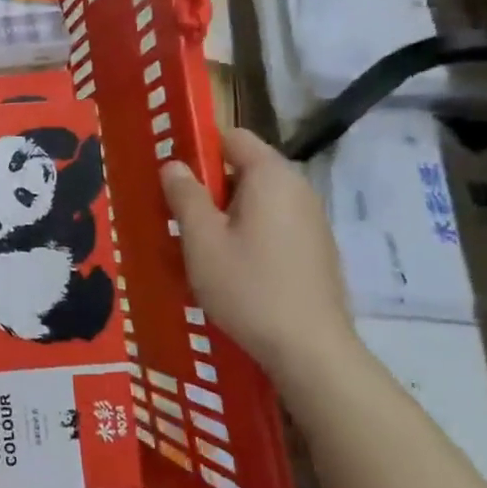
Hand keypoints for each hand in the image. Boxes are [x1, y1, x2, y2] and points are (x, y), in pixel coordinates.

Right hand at [161, 129, 357, 389]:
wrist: (310, 350)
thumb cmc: (248, 287)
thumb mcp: (201, 240)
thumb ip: (185, 195)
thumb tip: (174, 165)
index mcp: (271, 176)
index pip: (233, 137)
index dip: (199, 148)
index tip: (171, 175)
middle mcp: (297, 189)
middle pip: (245, 168)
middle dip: (209, 185)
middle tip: (176, 215)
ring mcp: (311, 221)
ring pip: (257, 200)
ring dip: (225, 213)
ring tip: (198, 246)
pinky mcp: (315, 250)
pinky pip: (273, 225)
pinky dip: (248, 233)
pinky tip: (230, 268)